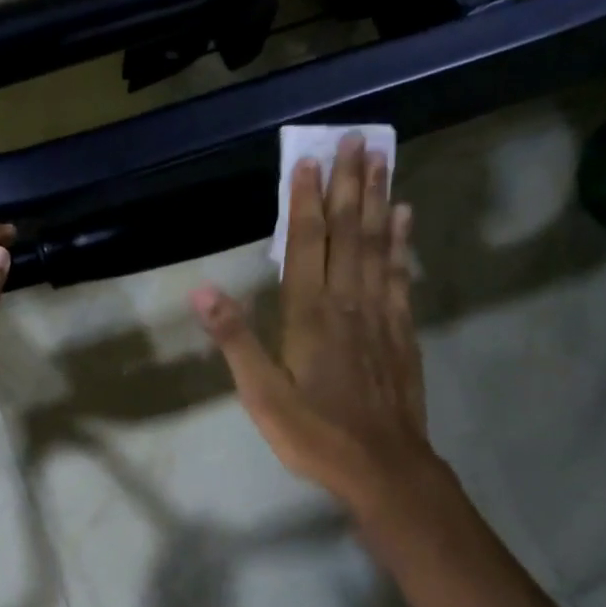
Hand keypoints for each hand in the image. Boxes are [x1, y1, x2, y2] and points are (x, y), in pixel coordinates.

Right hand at [192, 138, 434, 515]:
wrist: (383, 467)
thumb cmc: (313, 433)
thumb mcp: (260, 394)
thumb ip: (234, 339)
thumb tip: (202, 290)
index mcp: (310, 316)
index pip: (306, 245)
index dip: (306, 201)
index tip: (308, 159)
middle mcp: (348, 303)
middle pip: (349, 233)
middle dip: (350, 185)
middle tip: (357, 139)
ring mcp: (380, 316)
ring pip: (378, 246)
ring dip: (379, 201)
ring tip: (382, 161)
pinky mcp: (401, 333)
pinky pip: (399, 276)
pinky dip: (401, 243)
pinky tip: (404, 220)